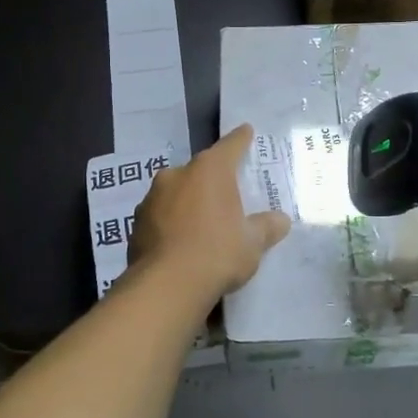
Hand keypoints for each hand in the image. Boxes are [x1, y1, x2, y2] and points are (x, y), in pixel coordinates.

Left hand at [130, 125, 291, 297]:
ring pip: (176, 193)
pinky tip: (181, 243)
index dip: (241, 139)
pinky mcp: (136, 224)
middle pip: (200, 170)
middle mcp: (177, 175)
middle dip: (212, 180)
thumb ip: (267, 227)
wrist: (166, 287)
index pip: (230, 146)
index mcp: (209, 170)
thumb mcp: (252, 243)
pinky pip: (161, 216)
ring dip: (188, 202)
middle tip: (226, 194)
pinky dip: (172, 223)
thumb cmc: (217, 253)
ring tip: (202, 224)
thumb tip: (281, 220)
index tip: (246, 131)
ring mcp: (152, 198)